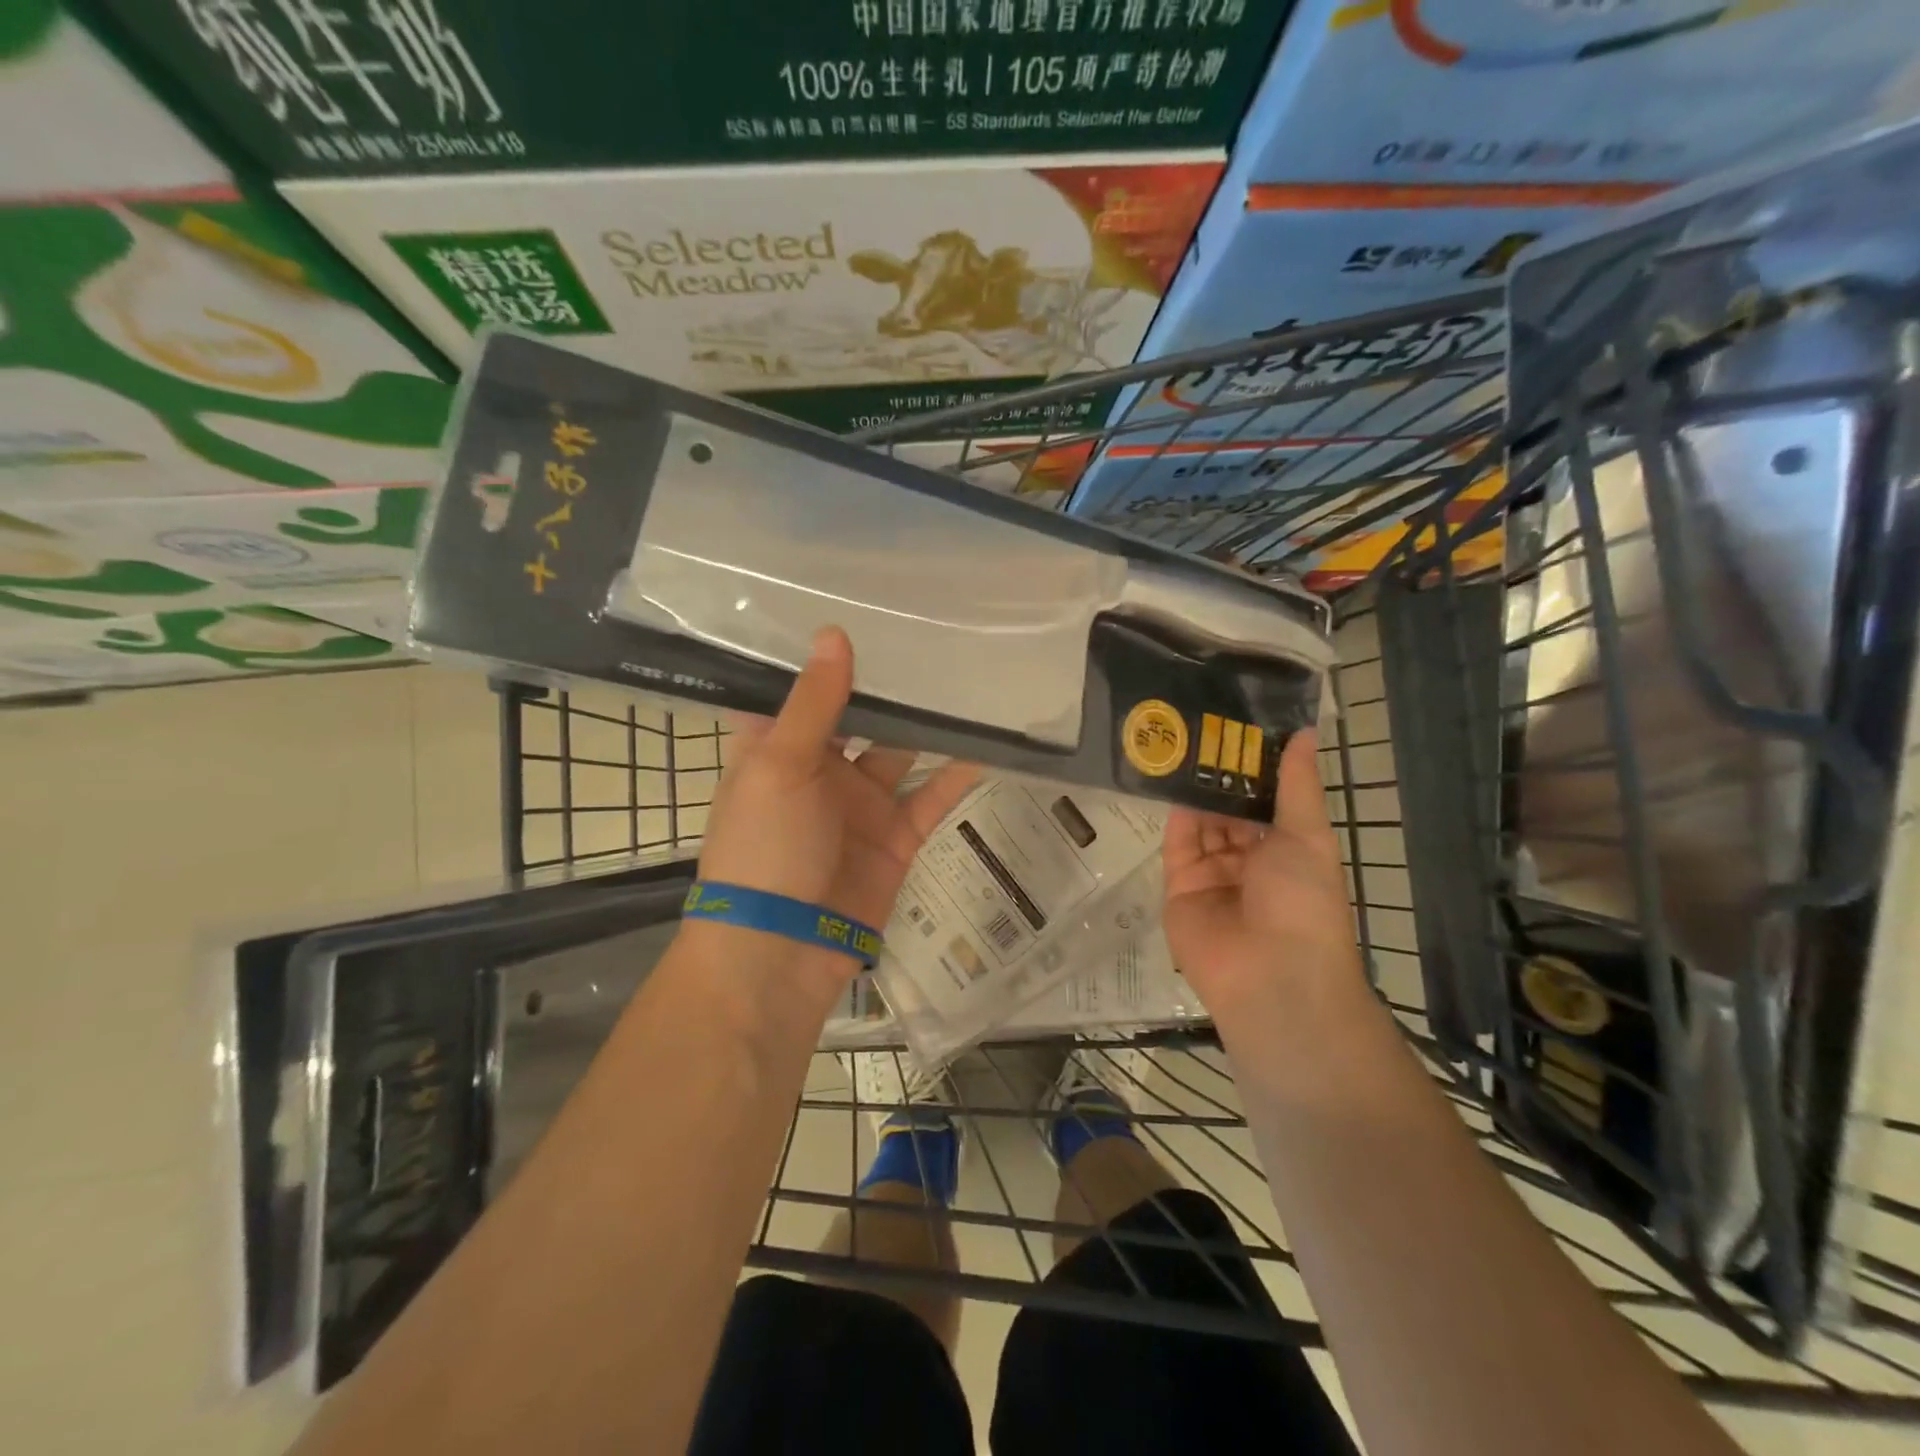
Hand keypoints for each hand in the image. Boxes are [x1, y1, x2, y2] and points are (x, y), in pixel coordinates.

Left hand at [697, 627, 976, 965]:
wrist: (780, 954)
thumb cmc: (763, 849)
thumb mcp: (779, 766)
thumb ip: (814, 703)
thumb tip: (833, 633)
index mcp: (776, 749)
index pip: (799, 690)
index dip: (823, 654)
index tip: (856, 605)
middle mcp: (820, 770)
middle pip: (859, 715)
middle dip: (888, 683)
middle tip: (930, 628)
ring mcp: (861, 804)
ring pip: (901, 750)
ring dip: (928, 722)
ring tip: (968, 674)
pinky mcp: (898, 836)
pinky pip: (932, 795)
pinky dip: (959, 772)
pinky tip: (990, 739)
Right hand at [1162, 729, 1362, 1011]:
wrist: (1270, 974)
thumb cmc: (1303, 900)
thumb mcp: (1308, 835)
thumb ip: (1297, 784)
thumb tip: (1306, 731)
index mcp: (1287, 851)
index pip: (1267, 801)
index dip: (1255, 768)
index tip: (1241, 727)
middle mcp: (1250, 862)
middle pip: (1230, 811)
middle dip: (1221, 777)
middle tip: (1204, 728)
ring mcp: (1213, 875)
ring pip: (1202, 824)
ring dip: (1197, 792)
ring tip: (1183, 744)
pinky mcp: (1179, 888)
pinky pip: (1177, 846)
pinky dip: (1176, 817)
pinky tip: (1172, 781)